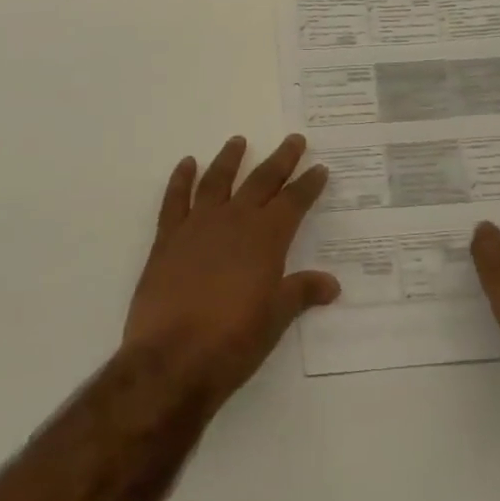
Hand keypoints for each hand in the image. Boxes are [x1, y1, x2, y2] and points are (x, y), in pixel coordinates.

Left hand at [123, 135, 339, 410]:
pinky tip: (187, 164)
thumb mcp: (275, 320)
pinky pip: (175, 200)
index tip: (320, 168)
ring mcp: (197, 226)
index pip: (294, 202)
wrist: (170, 360)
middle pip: (261, 181)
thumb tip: (332, 283)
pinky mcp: (167, 239)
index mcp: (265, 239)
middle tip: (294, 140)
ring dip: (230, 159)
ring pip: (217, 181)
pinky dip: (181, 179)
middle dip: (281, 160)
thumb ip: (301, 293)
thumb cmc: (232, 343)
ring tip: (238, 140)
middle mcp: (234, 221)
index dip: (308, 184)